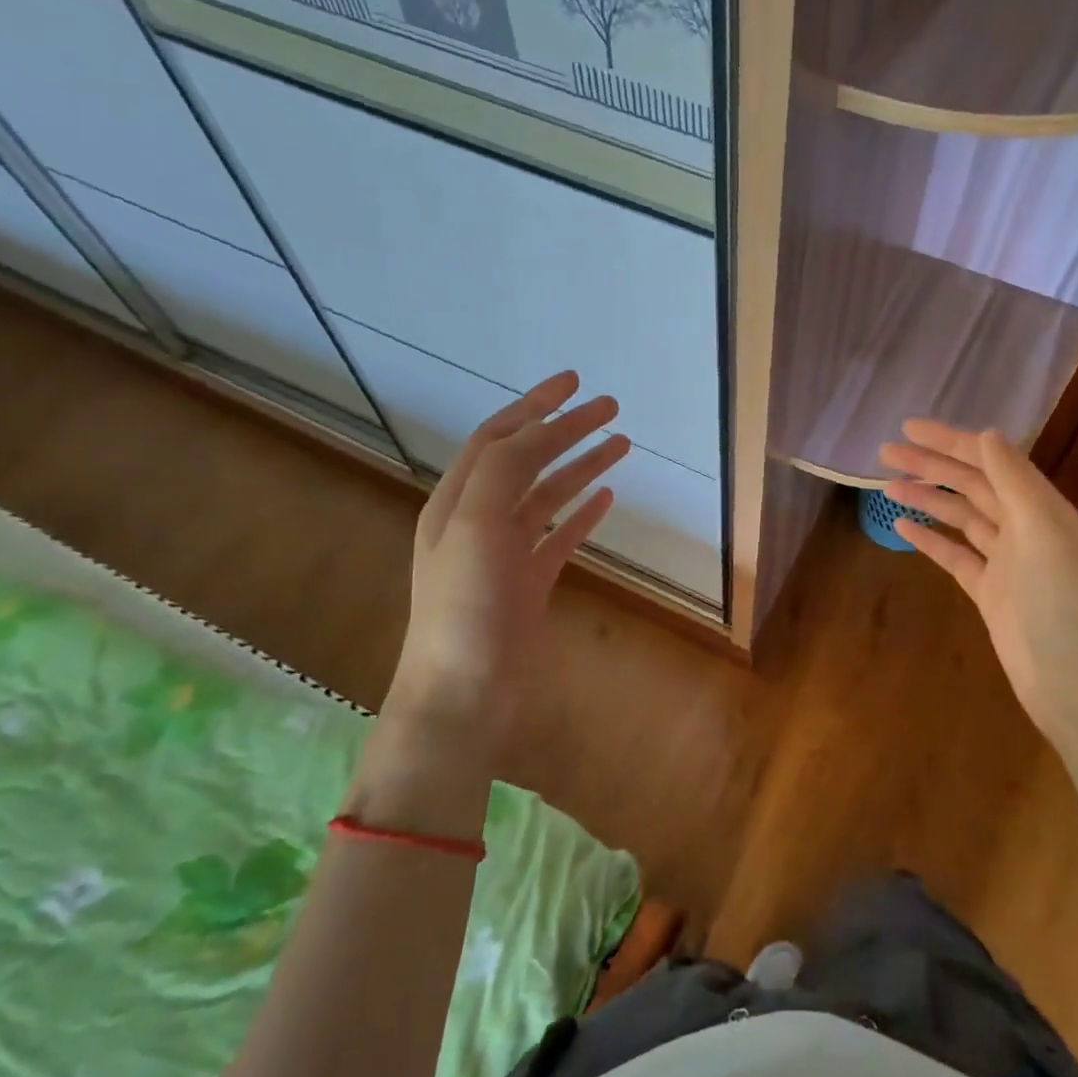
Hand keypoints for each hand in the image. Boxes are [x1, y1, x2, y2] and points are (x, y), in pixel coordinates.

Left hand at [350, 372, 628, 835]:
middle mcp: (479, 520)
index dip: (535, 407)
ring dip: (581, 466)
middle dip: (566, 430)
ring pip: (548, 495)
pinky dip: (583, 513)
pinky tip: (607, 497)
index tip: (575, 384)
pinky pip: (560, 535)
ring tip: (620, 444)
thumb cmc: (465, 610)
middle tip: (610, 409)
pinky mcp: (530, 583)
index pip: (499, 439)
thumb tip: (536, 432)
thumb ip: (501, 474)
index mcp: (457, 502)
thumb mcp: (474, 529)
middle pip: (528, 460)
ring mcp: (506, 553)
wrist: (465, 692)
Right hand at [880, 422, 1077, 748]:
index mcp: (1041, 507)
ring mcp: (1006, 561)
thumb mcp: (1041, 532)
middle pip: (971, 485)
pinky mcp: (989, 591)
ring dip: (926, 499)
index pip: (990, 461)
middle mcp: (1024, 527)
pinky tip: (903, 527)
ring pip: (960, 518)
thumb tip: (987, 433)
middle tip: (885, 452)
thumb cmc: (1061, 603)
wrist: (1073, 682)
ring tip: (886, 485)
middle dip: (931, 466)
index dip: (950, 441)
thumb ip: (1013, 481)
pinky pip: (955, 555)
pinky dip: (931, 540)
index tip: (908, 428)